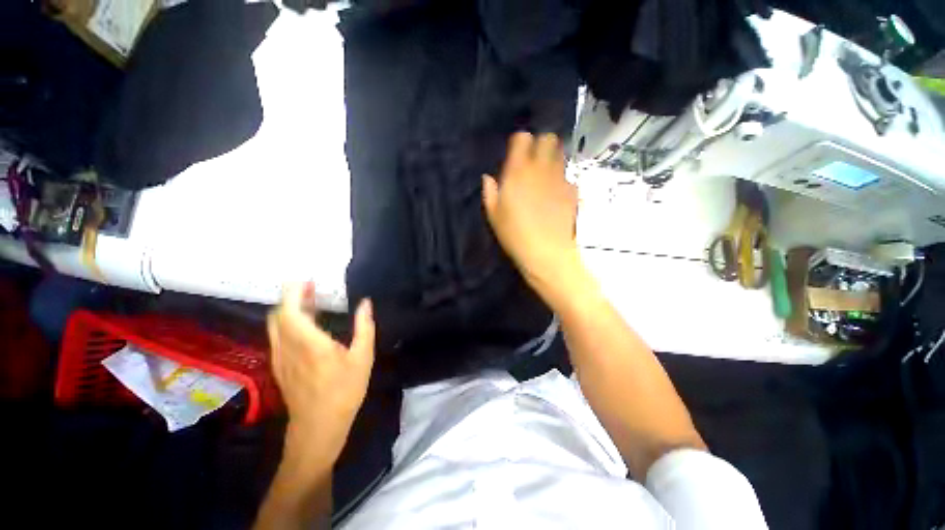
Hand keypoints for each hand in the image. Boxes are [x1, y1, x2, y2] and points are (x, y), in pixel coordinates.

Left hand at [267, 284, 374, 465]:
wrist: (317, 428)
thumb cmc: (344, 391)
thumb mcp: (363, 358)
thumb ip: (364, 327)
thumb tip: (366, 303)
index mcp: (309, 343)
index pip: (290, 310)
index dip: (293, 292)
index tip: (305, 279)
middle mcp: (288, 347)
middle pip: (278, 315)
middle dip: (291, 297)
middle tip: (311, 288)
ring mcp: (280, 358)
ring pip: (275, 326)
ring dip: (289, 310)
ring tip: (310, 302)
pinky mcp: (279, 367)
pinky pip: (278, 337)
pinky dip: (288, 323)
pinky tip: (306, 326)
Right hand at [482, 132, 580, 294]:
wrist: (546, 251)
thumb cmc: (514, 233)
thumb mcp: (493, 215)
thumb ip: (490, 192)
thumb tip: (488, 178)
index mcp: (518, 172)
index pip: (523, 139)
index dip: (520, 142)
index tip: (517, 153)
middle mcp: (541, 169)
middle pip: (548, 139)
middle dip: (541, 144)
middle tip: (534, 160)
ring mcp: (560, 179)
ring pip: (561, 154)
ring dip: (553, 159)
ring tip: (545, 175)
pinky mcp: (572, 191)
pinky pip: (568, 177)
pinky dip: (562, 180)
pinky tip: (556, 195)